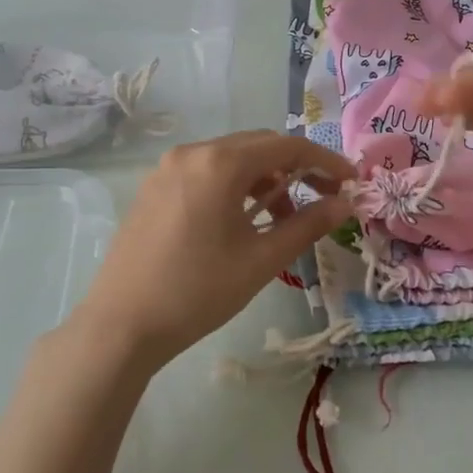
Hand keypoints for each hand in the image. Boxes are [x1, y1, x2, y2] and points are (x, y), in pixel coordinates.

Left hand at [69, 130, 355, 369]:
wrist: (121, 326)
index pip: (287, 147)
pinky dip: (234, 188)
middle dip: (296, 168)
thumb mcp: (261, 259)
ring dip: (265, 180)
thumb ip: (308, 225)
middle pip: (258, 146)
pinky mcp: (153, 189)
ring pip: (231, 160)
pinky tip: (242, 221)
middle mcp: (192, 153)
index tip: (351, 182)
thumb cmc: (198, 291)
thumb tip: (346, 204)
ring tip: (282, 220)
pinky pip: (205, 174)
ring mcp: (167, 170)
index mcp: (220, 163)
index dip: (325, 161)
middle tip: (323, 199)